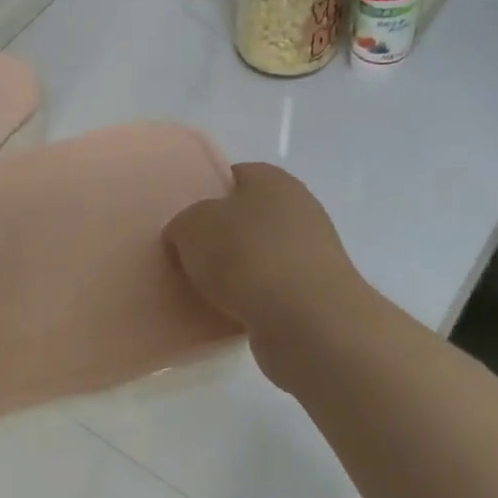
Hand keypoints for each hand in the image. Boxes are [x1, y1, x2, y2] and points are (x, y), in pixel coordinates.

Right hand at [164, 163, 364, 390]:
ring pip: (259, 258)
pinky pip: (270, 293)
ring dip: (234, 274)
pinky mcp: (314, 296)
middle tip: (187, 259)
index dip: (207, 195)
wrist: (305, 321)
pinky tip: (228, 315)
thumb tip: (187, 236)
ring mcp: (311, 255)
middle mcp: (299, 211)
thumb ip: (183, 224)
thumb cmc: (247, 256)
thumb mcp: (191, 227)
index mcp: (274, 181)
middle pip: (248, 220)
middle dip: (219, 239)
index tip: (184, 222)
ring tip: (202, 292)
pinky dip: (250, 302)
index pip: (236, 176)